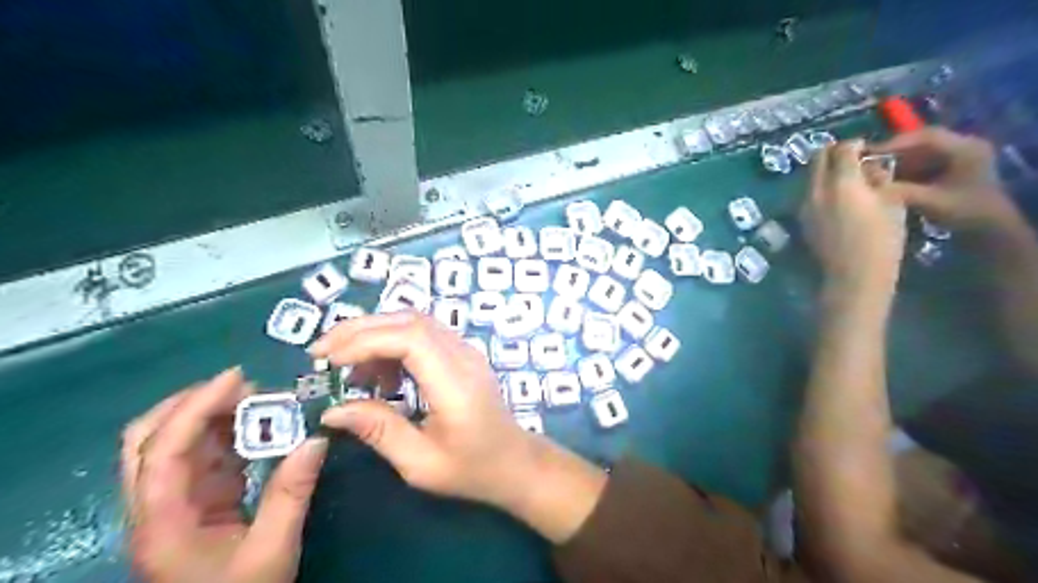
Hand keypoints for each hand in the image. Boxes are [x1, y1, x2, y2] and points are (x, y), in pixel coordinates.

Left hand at [120, 368, 326, 582]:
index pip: (164, 450)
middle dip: (194, 403)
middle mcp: (156, 505)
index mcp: (163, 521)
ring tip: (261, 401)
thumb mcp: (272, 550)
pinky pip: (204, 457)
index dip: (196, 407)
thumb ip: (292, 493)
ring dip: (215, 415)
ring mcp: (174, 503)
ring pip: (177, 444)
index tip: (239, 377)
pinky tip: (260, 428)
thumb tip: (317, 439)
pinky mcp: (194, 504)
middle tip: (244, 386)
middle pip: (150, 439)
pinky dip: (229, 435)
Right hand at [313, 315, 606, 541]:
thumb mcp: (420, 463)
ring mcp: (466, 352)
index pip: (411, 339)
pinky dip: (393, 344)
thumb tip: (332, 410)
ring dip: (375, 334)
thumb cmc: (471, 469)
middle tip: (322, 352)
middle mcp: (463, 357)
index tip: (329, 360)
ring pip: (416, 322)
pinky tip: (378, 374)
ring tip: (346, 367)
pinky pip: (424, 335)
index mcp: (455, 384)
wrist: (514, 462)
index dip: (366, 340)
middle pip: (410, 321)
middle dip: (360, 329)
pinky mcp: (462, 355)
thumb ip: (379, 430)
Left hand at [797, 139, 905, 292]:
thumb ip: (879, 179)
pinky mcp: (802, 220)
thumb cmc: (882, 240)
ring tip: (846, 180)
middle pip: (817, 159)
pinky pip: (808, 194)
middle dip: (833, 153)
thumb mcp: (892, 203)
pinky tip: (837, 199)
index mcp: (841, 182)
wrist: (853, 275)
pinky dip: (820, 188)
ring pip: (810, 177)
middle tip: (852, 158)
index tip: (865, 147)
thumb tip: (870, 168)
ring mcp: (804, 206)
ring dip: (825, 171)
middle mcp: (816, 191)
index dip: (855, 144)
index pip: (842, 150)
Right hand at [869, 127, 1018, 235]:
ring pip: (919, 154)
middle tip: (865, 162)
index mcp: (966, 148)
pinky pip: (921, 164)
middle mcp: (963, 146)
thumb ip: (901, 191)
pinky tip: (887, 180)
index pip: (926, 137)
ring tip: (872, 172)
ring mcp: (957, 157)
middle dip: (893, 153)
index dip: (895, 143)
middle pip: (921, 143)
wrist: (990, 230)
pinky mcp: (949, 169)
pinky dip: (903, 171)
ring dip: (896, 163)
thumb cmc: (966, 213)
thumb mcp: (932, 202)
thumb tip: (868, 184)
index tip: (868, 153)